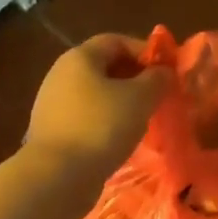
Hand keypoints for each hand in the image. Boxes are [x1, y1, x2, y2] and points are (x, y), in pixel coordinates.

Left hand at [24, 34, 169, 174]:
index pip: (117, 41)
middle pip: (105, 66)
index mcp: (80, 57)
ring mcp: (52, 104)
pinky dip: (105, 122)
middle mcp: (61, 74)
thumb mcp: (141, 98)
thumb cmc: (101, 126)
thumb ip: (157, 79)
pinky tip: (120, 139)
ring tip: (143, 119)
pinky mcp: (51, 131)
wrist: (56, 177)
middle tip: (157, 95)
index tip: (166, 71)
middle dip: (134, 78)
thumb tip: (163, 72)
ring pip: (96, 94)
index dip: (145, 51)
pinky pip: (85, 117)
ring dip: (121, 102)